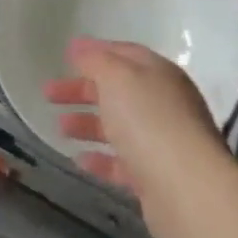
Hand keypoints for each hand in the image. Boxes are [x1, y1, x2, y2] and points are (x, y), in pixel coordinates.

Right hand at [44, 38, 232, 237]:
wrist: (188, 191)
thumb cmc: (149, 121)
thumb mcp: (117, 77)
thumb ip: (95, 60)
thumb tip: (79, 46)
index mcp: (158, 73)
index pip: (123, 53)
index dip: (94, 52)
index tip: (65, 55)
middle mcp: (163, 103)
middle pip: (117, 91)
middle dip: (82, 90)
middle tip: (49, 94)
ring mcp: (162, 142)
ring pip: (119, 126)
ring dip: (88, 124)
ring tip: (59, 127)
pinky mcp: (157, 178)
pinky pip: (123, 163)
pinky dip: (101, 159)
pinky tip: (79, 160)